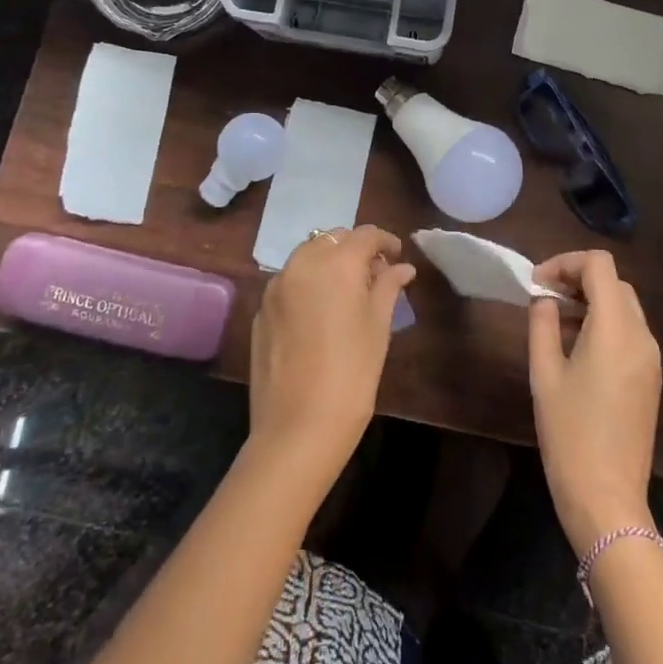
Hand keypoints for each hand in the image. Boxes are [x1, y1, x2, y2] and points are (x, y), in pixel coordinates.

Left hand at [248, 226, 414, 485]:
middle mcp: (302, 264)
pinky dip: (308, 284)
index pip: (365, 234)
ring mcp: (276, 287)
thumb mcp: (379, 327)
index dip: (385, 241)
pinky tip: (320, 312)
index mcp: (336, 263)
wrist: (297, 429)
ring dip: (329, 263)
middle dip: (355, 249)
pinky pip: (289, 282)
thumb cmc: (352, 374)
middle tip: (375, 274)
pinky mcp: (261, 311)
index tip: (397, 256)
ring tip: (347, 291)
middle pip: (333, 239)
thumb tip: (401, 267)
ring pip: (307, 256)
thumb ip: (388, 287)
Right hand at [528, 250, 662, 555]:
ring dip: (592, 300)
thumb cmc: (570, 435)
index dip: (566, 262)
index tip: (537, 283)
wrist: (608, 500)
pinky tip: (578, 346)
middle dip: (578, 279)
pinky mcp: (651, 378)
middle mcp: (641, 335)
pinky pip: (630, 332)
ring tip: (555, 321)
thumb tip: (543, 298)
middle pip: (614, 282)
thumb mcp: (545, 374)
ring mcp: (651, 358)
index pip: (599, 265)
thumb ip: (542, 324)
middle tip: (544, 298)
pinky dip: (605, 323)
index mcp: (616, 328)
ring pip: (624, 306)